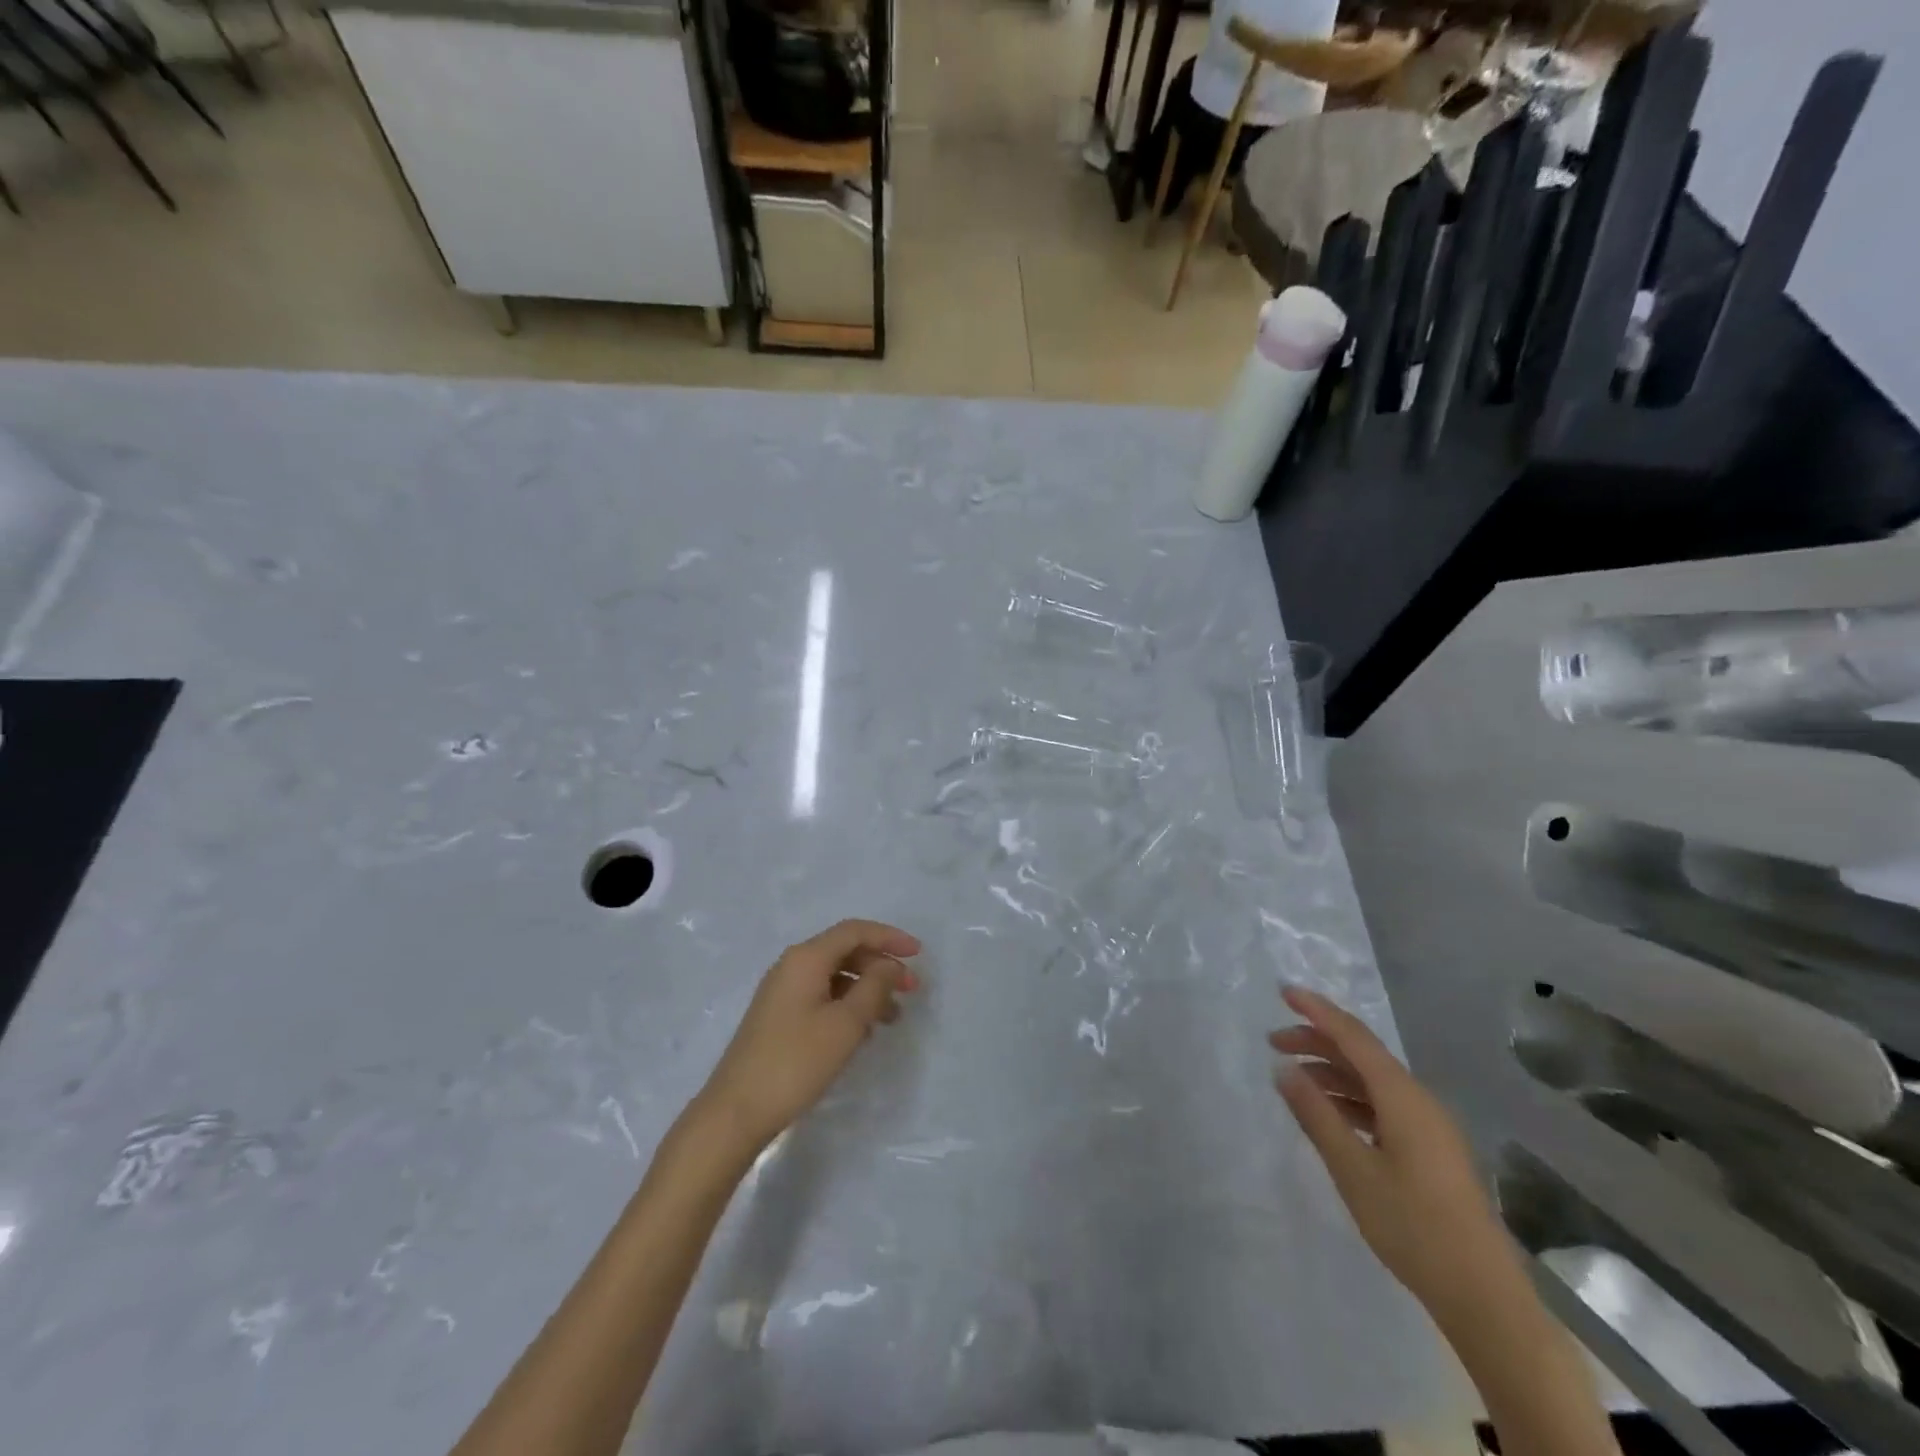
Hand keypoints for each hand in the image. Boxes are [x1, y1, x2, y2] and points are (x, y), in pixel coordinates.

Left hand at [693, 919, 921, 1154]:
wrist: (736, 1111)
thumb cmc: (795, 1062)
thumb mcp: (845, 1024)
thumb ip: (873, 988)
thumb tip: (888, 966)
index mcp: (806, 958)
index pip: (854, 931)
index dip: (889, 937)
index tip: (919, 954)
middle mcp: (792, 966)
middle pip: (845, 951)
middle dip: (881, 966)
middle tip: (911, 990)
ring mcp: (783, 992)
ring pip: (835, 976)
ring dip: (867, 989)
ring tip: (893, 1018)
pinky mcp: (779, 1016)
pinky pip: (823, 996)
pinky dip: (848, 1005)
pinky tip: (864, 1032)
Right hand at [1270, 986, 1516, 1320]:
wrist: (1482, 1295)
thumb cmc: (1412, 1226)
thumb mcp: (1352, 1168)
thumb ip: (1316, 1114)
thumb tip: (1284, 1069)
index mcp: (1403, 1097)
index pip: (1353, 1037)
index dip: (1317, 1011)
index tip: (1283, 992)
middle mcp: (1418, 1100)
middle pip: (1362, 1055)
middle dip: (1317, 1041)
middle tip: (1273, 1041)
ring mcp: (1427, 1126)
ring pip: (1371, 1081)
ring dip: (1331, 1072)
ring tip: (1292, 1078)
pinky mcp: (1429, 1150)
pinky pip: (1382, 1105)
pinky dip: (1349, 1098)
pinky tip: (1329, 1113)